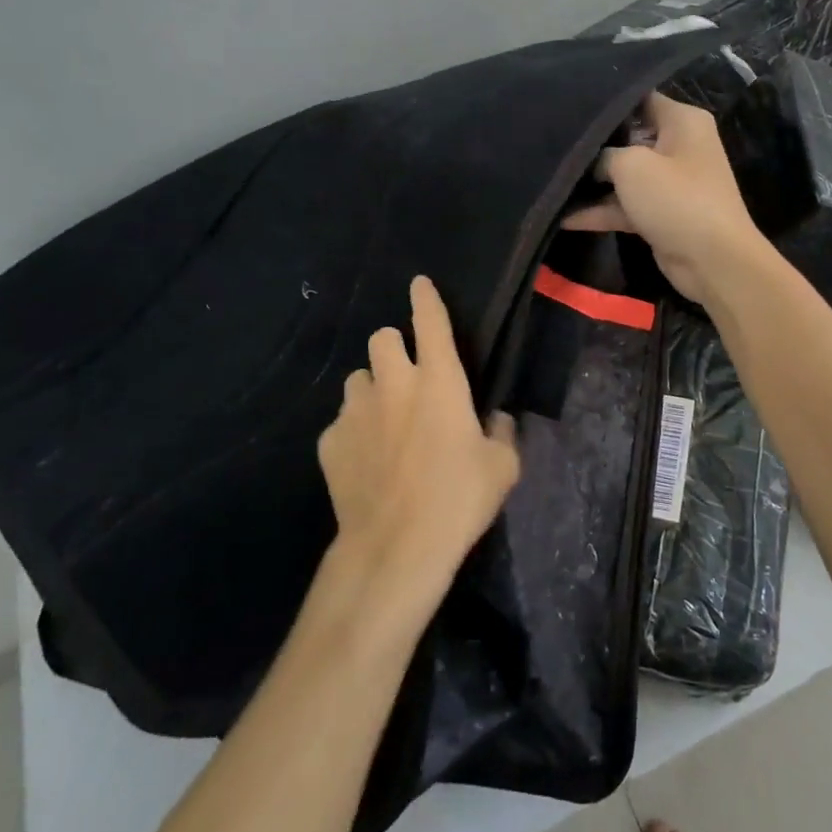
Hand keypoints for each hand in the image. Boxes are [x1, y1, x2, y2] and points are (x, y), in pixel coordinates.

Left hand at [318, 276, 520, 610]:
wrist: (396, 547)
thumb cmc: (458, 499)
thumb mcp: (502, 467)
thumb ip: (501, 432)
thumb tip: (496, 420)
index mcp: (439, 380)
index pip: (430, 321)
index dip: (425, 298)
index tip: (419, 284)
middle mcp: (393, 383)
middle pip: (380, 338)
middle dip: (393, 348)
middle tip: (406, 376)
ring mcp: (355, 411)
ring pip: (357, 379)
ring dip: (372, 390)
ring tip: (384, 422)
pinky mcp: (329, 442)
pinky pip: (341, 423)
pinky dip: (354, 432)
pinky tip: (365, 462)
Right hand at [562, 92, 770, 305]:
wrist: (713, 261)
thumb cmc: (676, 199)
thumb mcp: (631, 165)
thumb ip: (603, 154)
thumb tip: (592, 160)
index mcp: (682, 121)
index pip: (639, 99)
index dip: (604, 103)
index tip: (569, 105)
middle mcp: (679, 146)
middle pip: (628, 137)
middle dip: (594, 144)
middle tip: (553, 141)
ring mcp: (670, 182)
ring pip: (625, 175)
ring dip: (592, 183)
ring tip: (551, 179)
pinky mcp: (661, 213)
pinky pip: (625, 205)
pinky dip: (600, 211)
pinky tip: (564, 217)